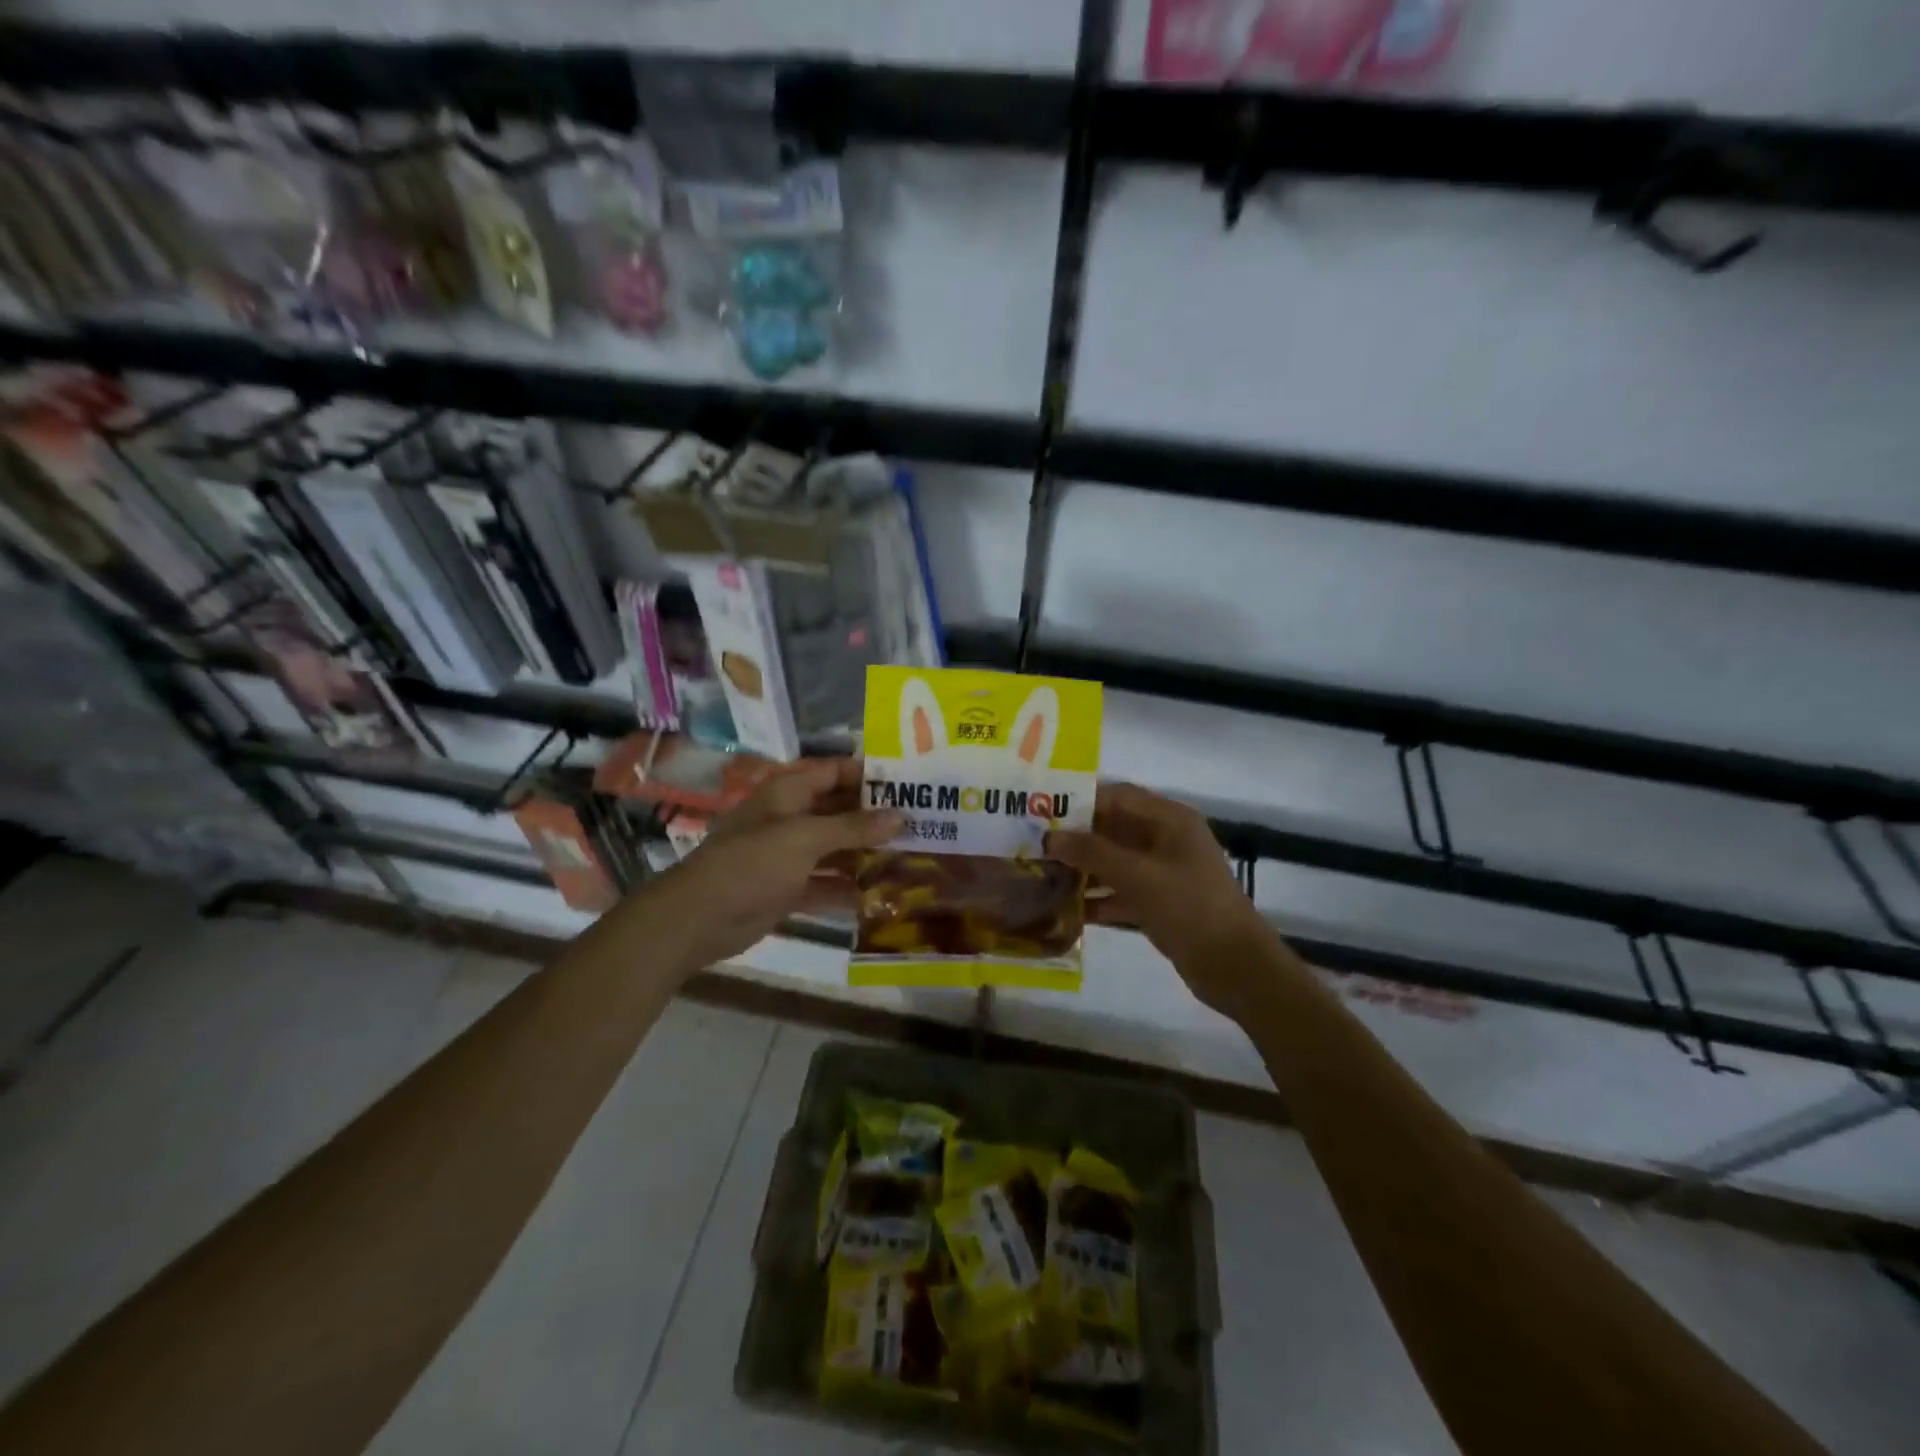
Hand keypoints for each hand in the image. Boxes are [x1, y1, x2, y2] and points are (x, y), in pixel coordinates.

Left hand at [658, 757, 901, 970]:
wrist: (698, 918)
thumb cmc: (751, 863)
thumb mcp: (804, 838)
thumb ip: (853, 827)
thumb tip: (901, 816)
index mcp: (788, 793)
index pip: (835, 772)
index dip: (869, 774)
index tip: (909, 783)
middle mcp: (791, 819)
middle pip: (839, 810)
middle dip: (875, 817)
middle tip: (921, 823)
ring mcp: (789, 856)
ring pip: (836, 849)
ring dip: (867, 853)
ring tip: (912, 857)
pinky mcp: (789, 889)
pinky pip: (827, 882)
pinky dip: (850, 887)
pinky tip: (884, 893)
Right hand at [1049, 782, 1280, 1017]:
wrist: (1235, 967)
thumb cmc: (1190, 908)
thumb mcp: (1138, 876)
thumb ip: (1093, 853)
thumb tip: (1050, 838)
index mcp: (1169, 820)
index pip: (1118, 797)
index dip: (1080, 801)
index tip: (1042, 811)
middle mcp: (1165, 840)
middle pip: (1112, 829)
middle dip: (1076, 838)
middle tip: (1033, 845)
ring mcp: (1162, 873)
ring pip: (1113, 862)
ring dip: (1082, 869)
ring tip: (1040, 875)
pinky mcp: (1158, 903)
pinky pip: (1120, 891)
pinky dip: (1096, 898)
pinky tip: (1064, 909)